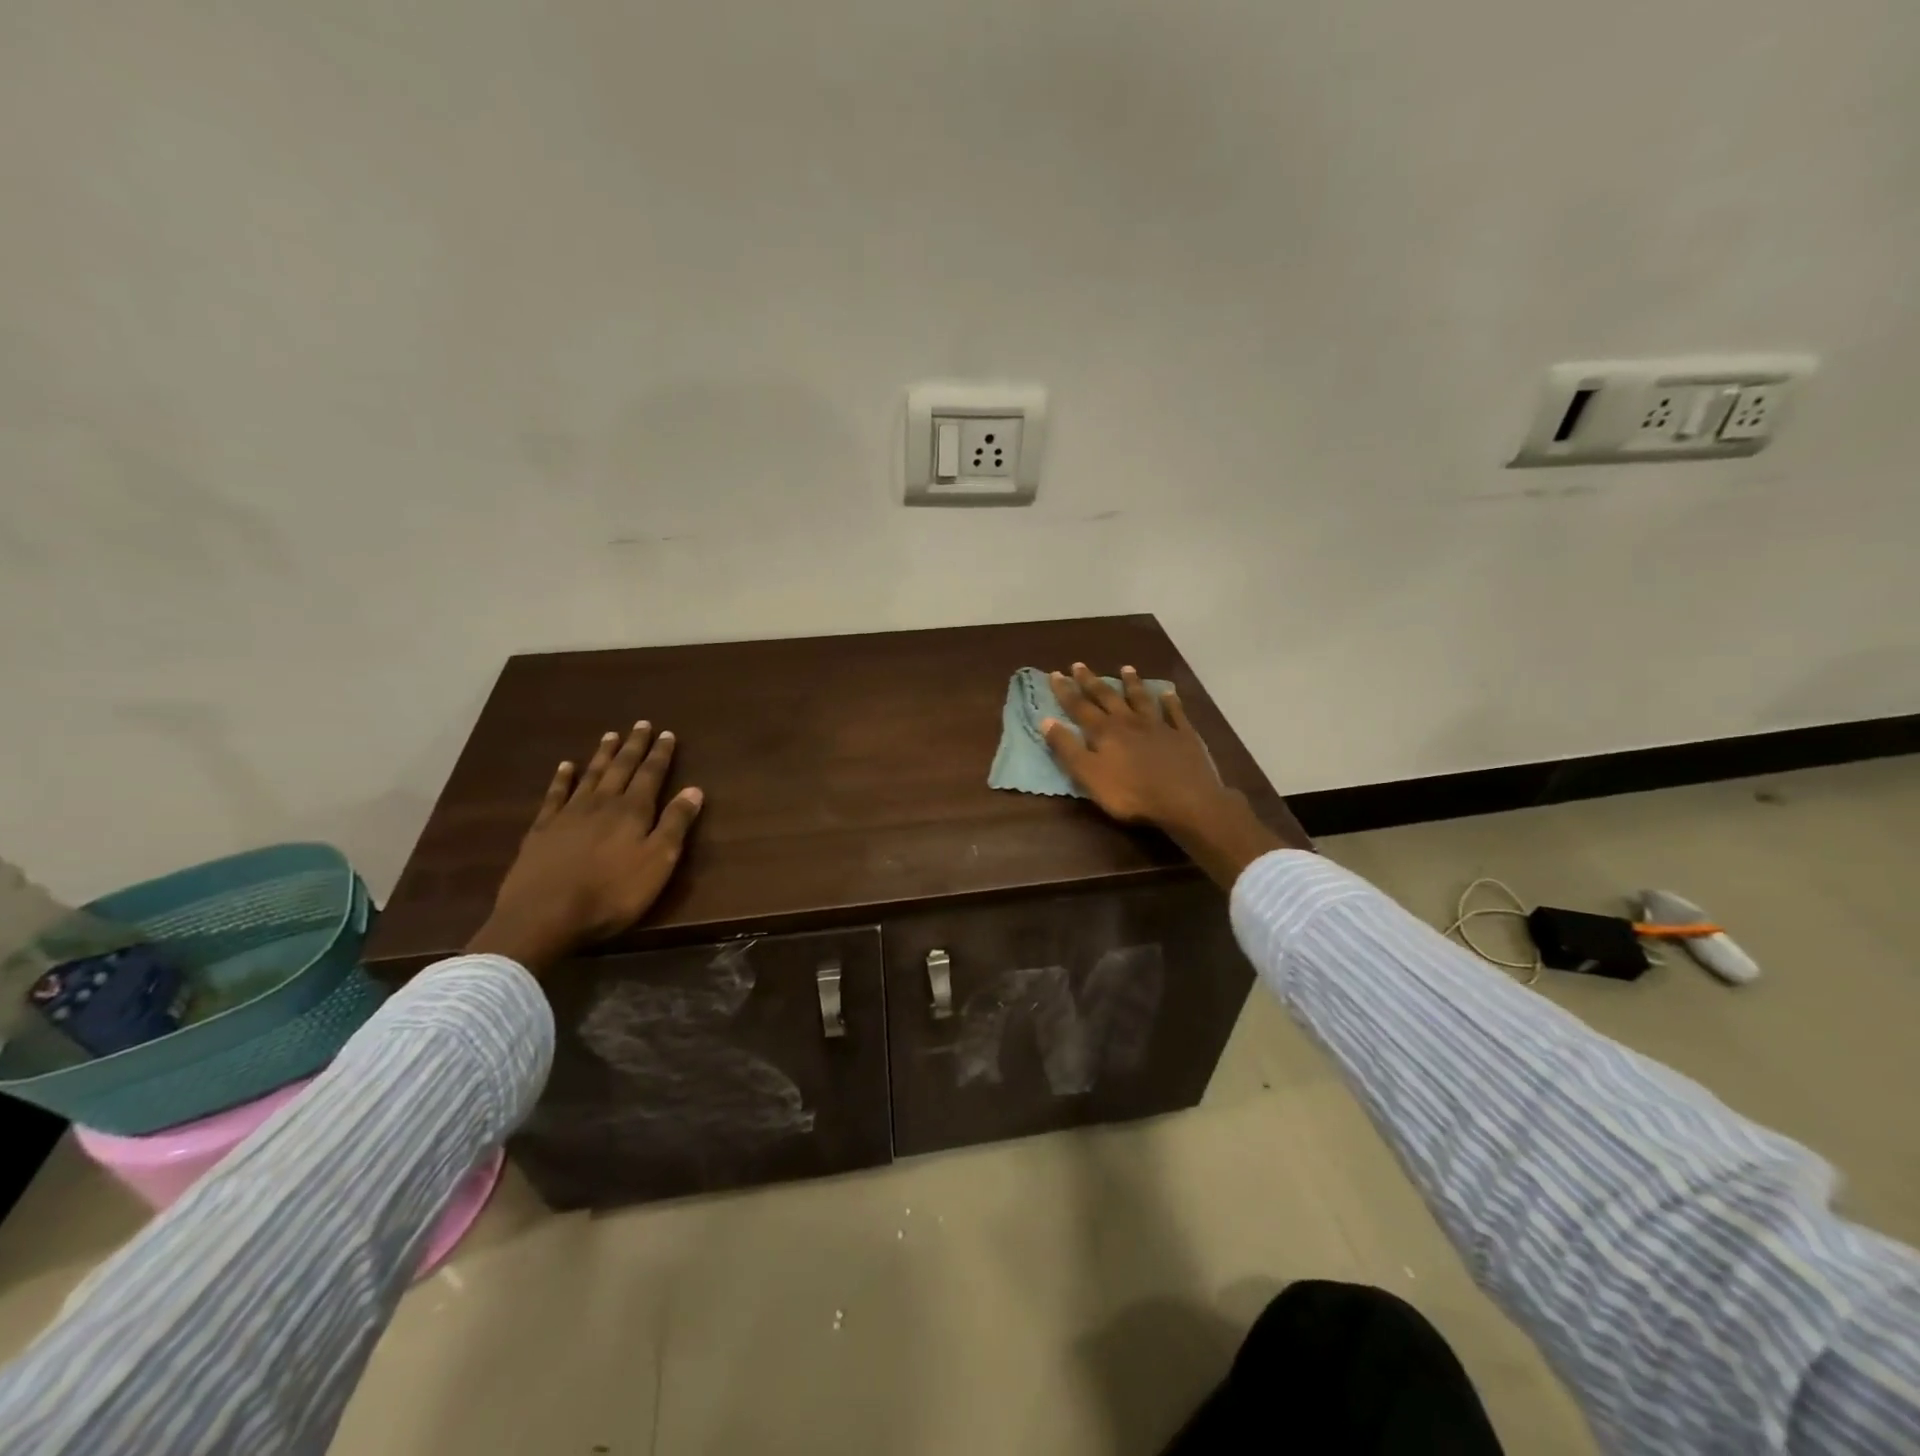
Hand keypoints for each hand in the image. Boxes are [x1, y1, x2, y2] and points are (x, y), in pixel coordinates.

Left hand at [467, 722, 703, 974]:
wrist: (544, 916)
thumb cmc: (612, 893)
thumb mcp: (657, 862)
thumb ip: (675, 825)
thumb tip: (694, 789)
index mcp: (633, 811)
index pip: (651, 775)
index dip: (660, 754)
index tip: (667, 733)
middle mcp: (602, 803)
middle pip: (621, 768)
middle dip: (634, 746)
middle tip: (641, 724)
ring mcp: (569, 814)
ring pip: (590, 776)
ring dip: (602, 755)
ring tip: (611, 735)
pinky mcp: (542, 830)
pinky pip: (555, 795)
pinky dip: (562, 778)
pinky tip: (565, 766)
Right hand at [1041, 663, 1307, 888]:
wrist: (1185, 800)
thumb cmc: (1130, 793)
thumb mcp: (1089, 775)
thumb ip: (1067, 748)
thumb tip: (1046, 720)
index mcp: (1104, 732)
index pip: (1079, 707)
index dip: (1066, 691)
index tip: (1055, 674)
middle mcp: (1129, 721)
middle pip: (1107, 697)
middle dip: (1092, 681)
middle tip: (1080, 665)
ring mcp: (1158, 726)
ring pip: (1141, 699)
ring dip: (1131, 684)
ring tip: (1126, 668)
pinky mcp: (1183, 735)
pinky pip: (1175, 713)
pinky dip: (1170, 701)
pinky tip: (1168, 693)